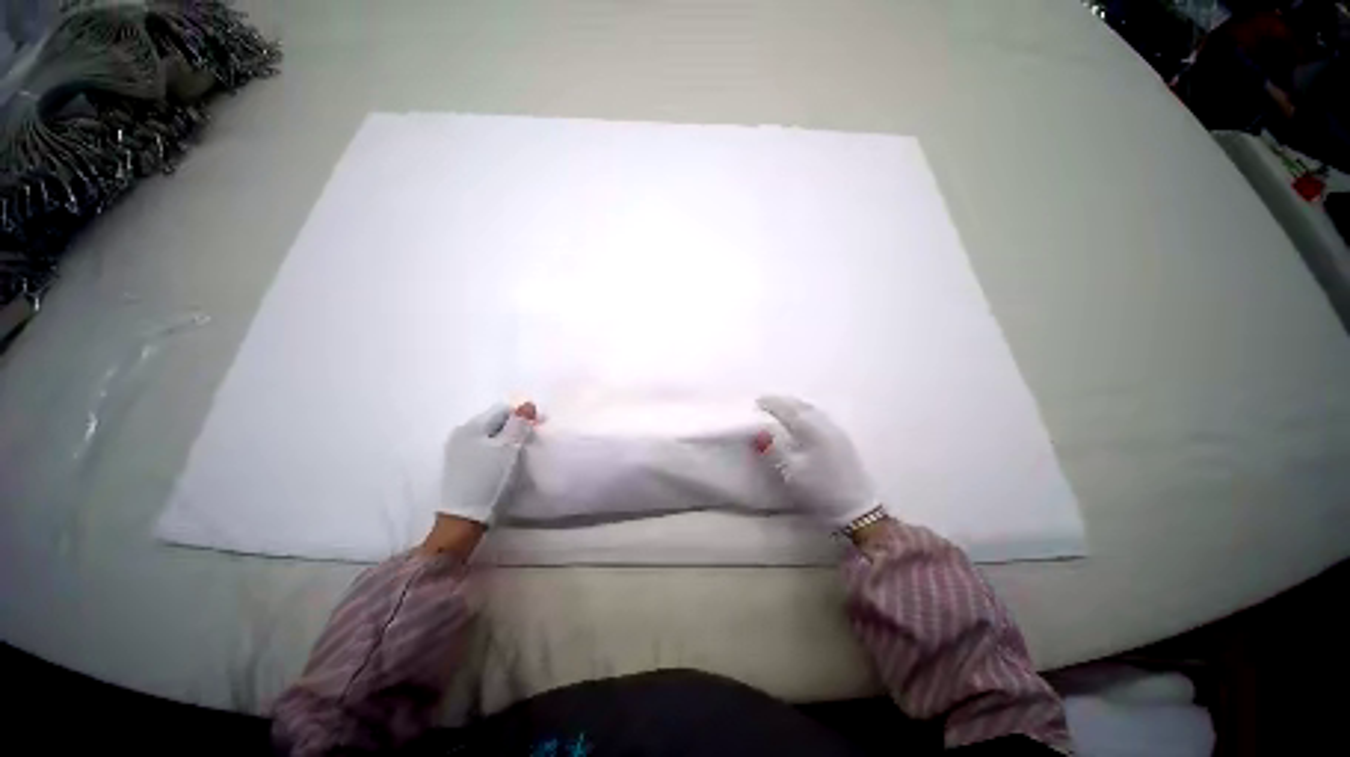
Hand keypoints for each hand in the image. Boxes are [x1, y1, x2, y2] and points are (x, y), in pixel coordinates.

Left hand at [439, 402, 536, 525]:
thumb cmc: (490, 479)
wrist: (465, 518)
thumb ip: (519, 423)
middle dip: (515, 427)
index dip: (524, 416)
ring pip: (489, 435)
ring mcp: (456, 450)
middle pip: (495, 421)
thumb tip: (527, 404)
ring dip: (506, 439)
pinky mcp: (458, 465)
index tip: (538, 429)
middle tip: (530, 442)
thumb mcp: (510, 449)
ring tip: (518, 454)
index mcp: (471, 426)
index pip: (504, 409)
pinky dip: (496, 450)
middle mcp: (460, 433)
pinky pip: (482, 447)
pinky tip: (502, 463)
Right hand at [754, 396, 880, 528]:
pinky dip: (806, 412)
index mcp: (811, 430)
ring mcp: (836, 431)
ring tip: (783, 407)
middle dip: (783, 401)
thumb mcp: (792, 471)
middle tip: (767, 401)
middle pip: (801, 406)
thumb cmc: (820, 489)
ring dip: (795, 405)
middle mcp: (825, 425)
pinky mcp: (843, 439)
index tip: (758, 401)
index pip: (788, 410)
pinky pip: (819, 416)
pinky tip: (803, 418)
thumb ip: (775, 449)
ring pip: (812, 410)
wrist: (857, 507)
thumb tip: (760, 431)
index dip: (772, 404)